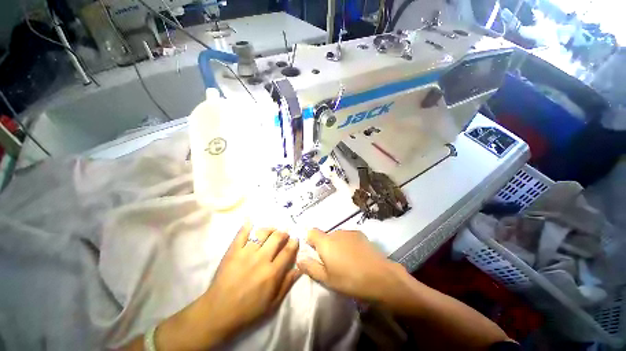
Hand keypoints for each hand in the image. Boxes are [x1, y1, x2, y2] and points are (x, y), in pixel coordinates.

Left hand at [203, 223, 300, 335]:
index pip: (287, 251)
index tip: (295, 238)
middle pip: (276, 238)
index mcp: (272, 272)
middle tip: (284, 233)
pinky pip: (241, 234)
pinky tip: (251, 221)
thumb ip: (287, 284)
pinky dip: (247, 226)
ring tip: (272, 229)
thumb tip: (299, 268)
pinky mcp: (233, 251)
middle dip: (283, 233)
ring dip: (270, 228)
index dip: (293, 243)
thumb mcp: (272, 303)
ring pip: (262, 233)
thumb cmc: (248, 310)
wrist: (218, 313)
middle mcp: (261, 259)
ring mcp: (246, 253)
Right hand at [297, 229, 405, 303]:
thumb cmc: (350, 280)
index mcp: (325, 241)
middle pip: (325, 236)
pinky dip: (347, 244)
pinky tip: (356, 256)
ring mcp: (349, 232)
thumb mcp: (327, 278)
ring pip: (337, 237)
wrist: (381, 277)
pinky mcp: (361, 235)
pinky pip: (348, 237)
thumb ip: (310, 267)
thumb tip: (299, 258)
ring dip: (337, 245)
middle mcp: (336, 232)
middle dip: (325, 246)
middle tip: (332, 263)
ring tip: (346, 261)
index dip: (310, 241)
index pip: (311, 232)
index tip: (314, 253)